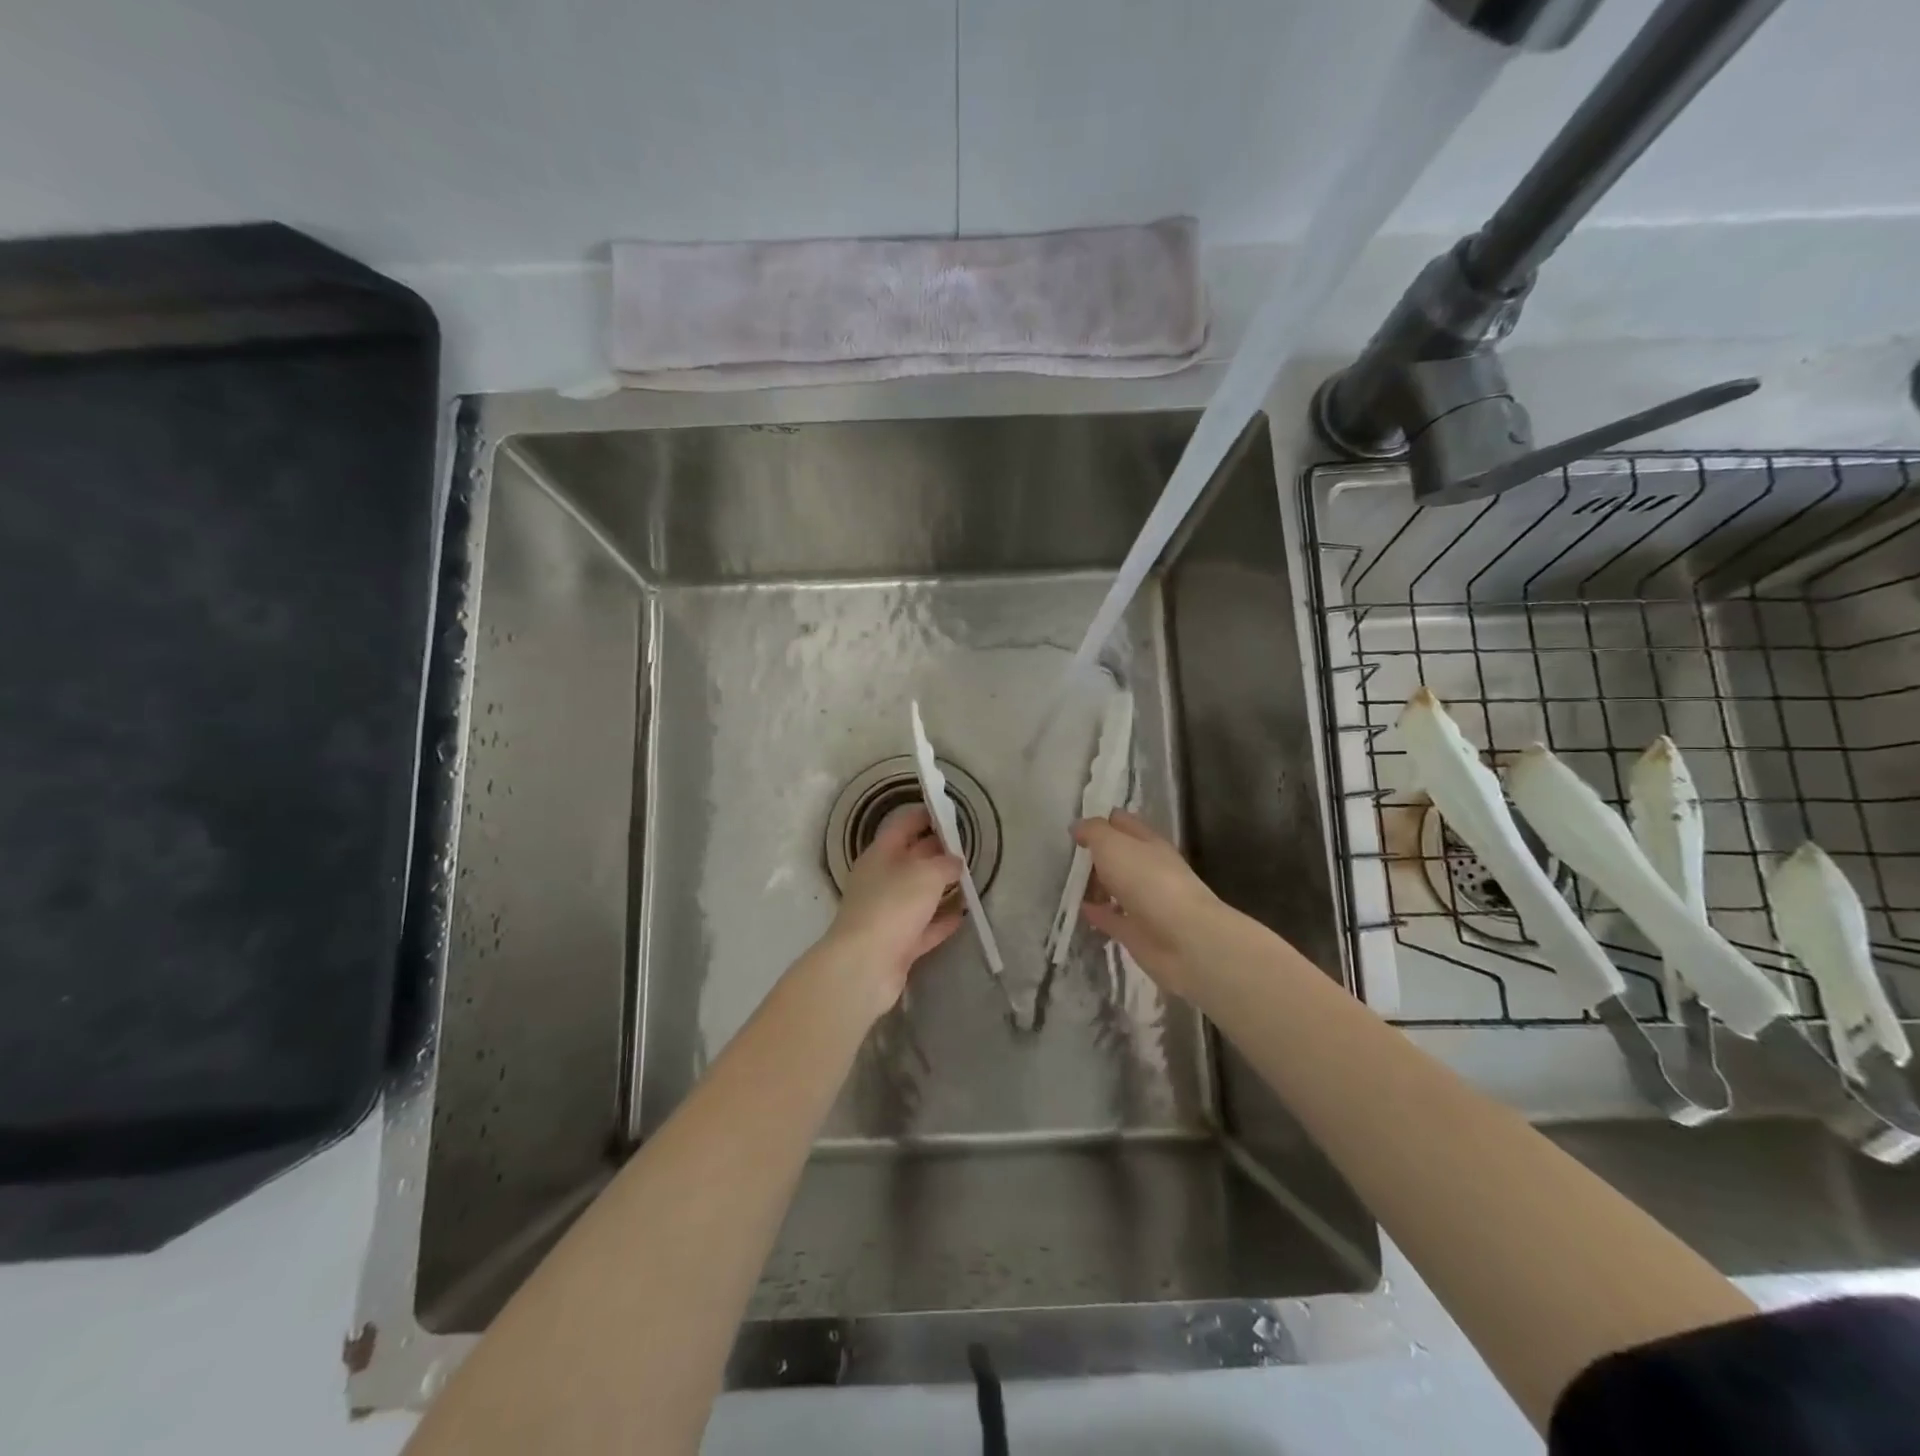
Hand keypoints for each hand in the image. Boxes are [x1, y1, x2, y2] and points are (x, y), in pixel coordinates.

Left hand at [821, 804, 963, 1016]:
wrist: (865, 966)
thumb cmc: (893, 906)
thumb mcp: (926, 874)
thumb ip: (945, 863)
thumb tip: (955, 862)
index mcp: (880, 854)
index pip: (903, 825)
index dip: (925, 815)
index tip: (950, 812)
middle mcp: (881, 880)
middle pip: (912, 858)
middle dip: (938, 851)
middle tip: (969, 847)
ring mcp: (888, 913)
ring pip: (919, 894)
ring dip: (942, 887)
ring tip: (971, 880)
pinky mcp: (897, 943)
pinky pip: (924, 926)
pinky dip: (942, 920)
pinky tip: (964, 915)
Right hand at [1073, 810, 1227, 1001]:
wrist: (1184, 939)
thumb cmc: (1148, 881)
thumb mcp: (1113, 844)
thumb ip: (1093, 832)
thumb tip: (1077, 827)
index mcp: (1148, 843)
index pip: (1122, 823)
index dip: (1100, 822)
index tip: (1073, 828)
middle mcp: (1148, 869)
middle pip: (1118, 857)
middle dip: (1095, 856)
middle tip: (1066, 858)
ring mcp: (1144, 901)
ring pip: (1115, 887)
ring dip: (1095, 885)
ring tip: (1067, 884)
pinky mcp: (1138, 932)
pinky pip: (1112, 918)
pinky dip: (1097, 913)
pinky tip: (1079, 910)